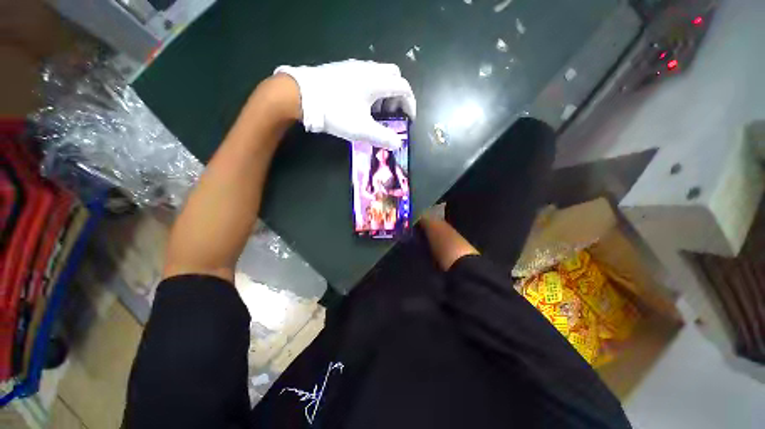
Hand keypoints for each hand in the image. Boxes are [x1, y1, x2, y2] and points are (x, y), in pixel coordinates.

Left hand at [274, 60, 415, 149]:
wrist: (301, 95)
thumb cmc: (336, 112)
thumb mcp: (362, 130)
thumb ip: (383, 137)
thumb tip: (398, 144)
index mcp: (377, 82)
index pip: (404, 88)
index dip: (410, 104)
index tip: (408, 119)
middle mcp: (369, 69)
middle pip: (394, 77)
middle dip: (397, 96)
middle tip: (391, 113)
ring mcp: (355, 67)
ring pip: (380, 75)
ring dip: (384, 93)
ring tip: (375, 111)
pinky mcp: (343, 68)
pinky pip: (366, 75)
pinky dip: (372, 88)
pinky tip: (361, 102)